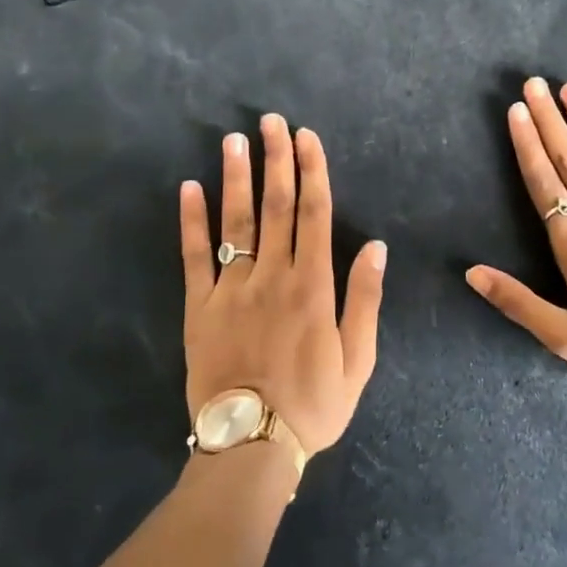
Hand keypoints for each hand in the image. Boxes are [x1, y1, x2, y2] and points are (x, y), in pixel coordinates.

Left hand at [181, 113, 385, 454]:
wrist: (250, 446)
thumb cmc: (313, 404)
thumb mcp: (358, 360)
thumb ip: (365, 300)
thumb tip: (377, 246)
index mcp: (313, 286)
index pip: (314, 213)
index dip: (312, 171)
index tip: (307, 137)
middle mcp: (273, 276)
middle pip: (275, 206)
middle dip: (276, 159)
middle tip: (272, 120)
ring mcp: (232, 289)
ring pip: (235, 221)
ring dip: (236, 176)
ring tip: (234, 139)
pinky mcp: (198, 306)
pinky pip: (193, 256)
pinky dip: (191, 220)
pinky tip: (189, 187)